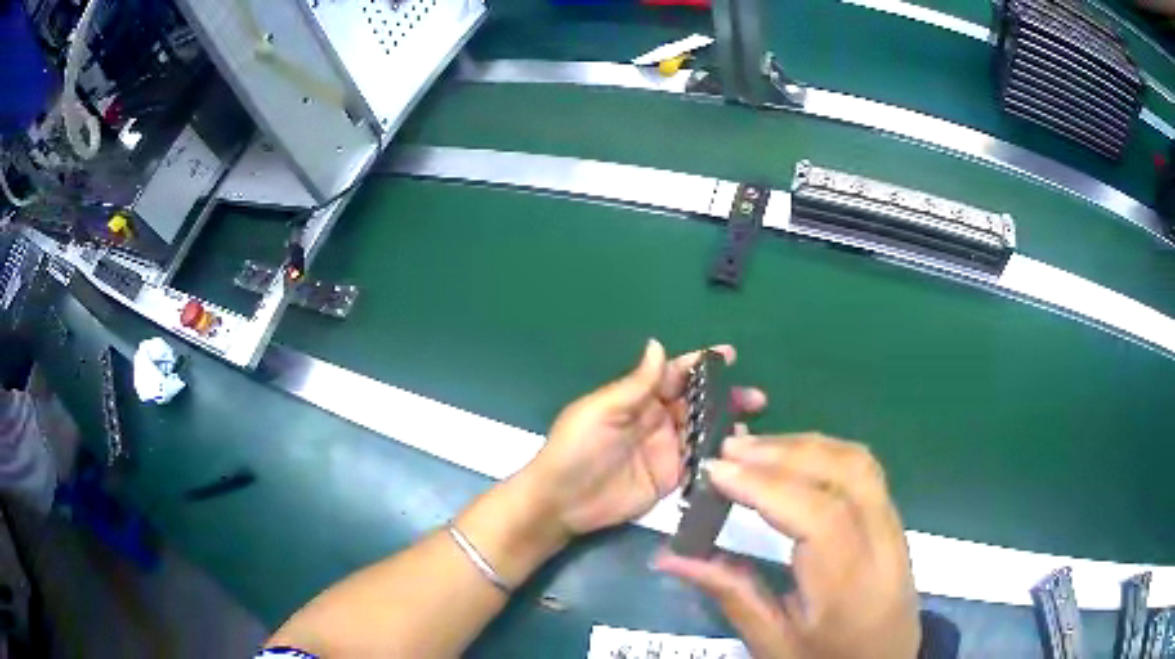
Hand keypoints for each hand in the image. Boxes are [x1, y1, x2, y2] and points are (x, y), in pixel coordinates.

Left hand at [521, 339, 766, 537]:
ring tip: (752, 425)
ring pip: (703, 432)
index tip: (730, 355)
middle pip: (698, 404)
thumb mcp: (603, 410)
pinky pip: (698, 462)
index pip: (675, 375)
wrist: (563, 500)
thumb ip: (636, 384)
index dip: (701, 364)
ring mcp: (666, 450)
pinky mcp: (670, 478)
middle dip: (726, 397)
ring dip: (727, 426)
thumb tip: (658, 344)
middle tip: (755, 398)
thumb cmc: (578, 448)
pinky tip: (737, 453)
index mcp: (639, 399)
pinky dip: (718, 456)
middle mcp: (657, 421)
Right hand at [654, 433, 919, 658]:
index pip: (819, 516)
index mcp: (849, 587)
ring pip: (859, 463)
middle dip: (783, 453)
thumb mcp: (773, 642)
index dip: (767, 486)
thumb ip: (730, 593)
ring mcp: (894, 527)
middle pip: (845, 474)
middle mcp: (881, 546)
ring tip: (755, 448)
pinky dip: (826, 452)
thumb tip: (669, 556)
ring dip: (805, 445)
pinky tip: (794, 457)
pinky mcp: (894, 519)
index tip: (716, 471)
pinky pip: (866, 470)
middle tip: (729, 449)